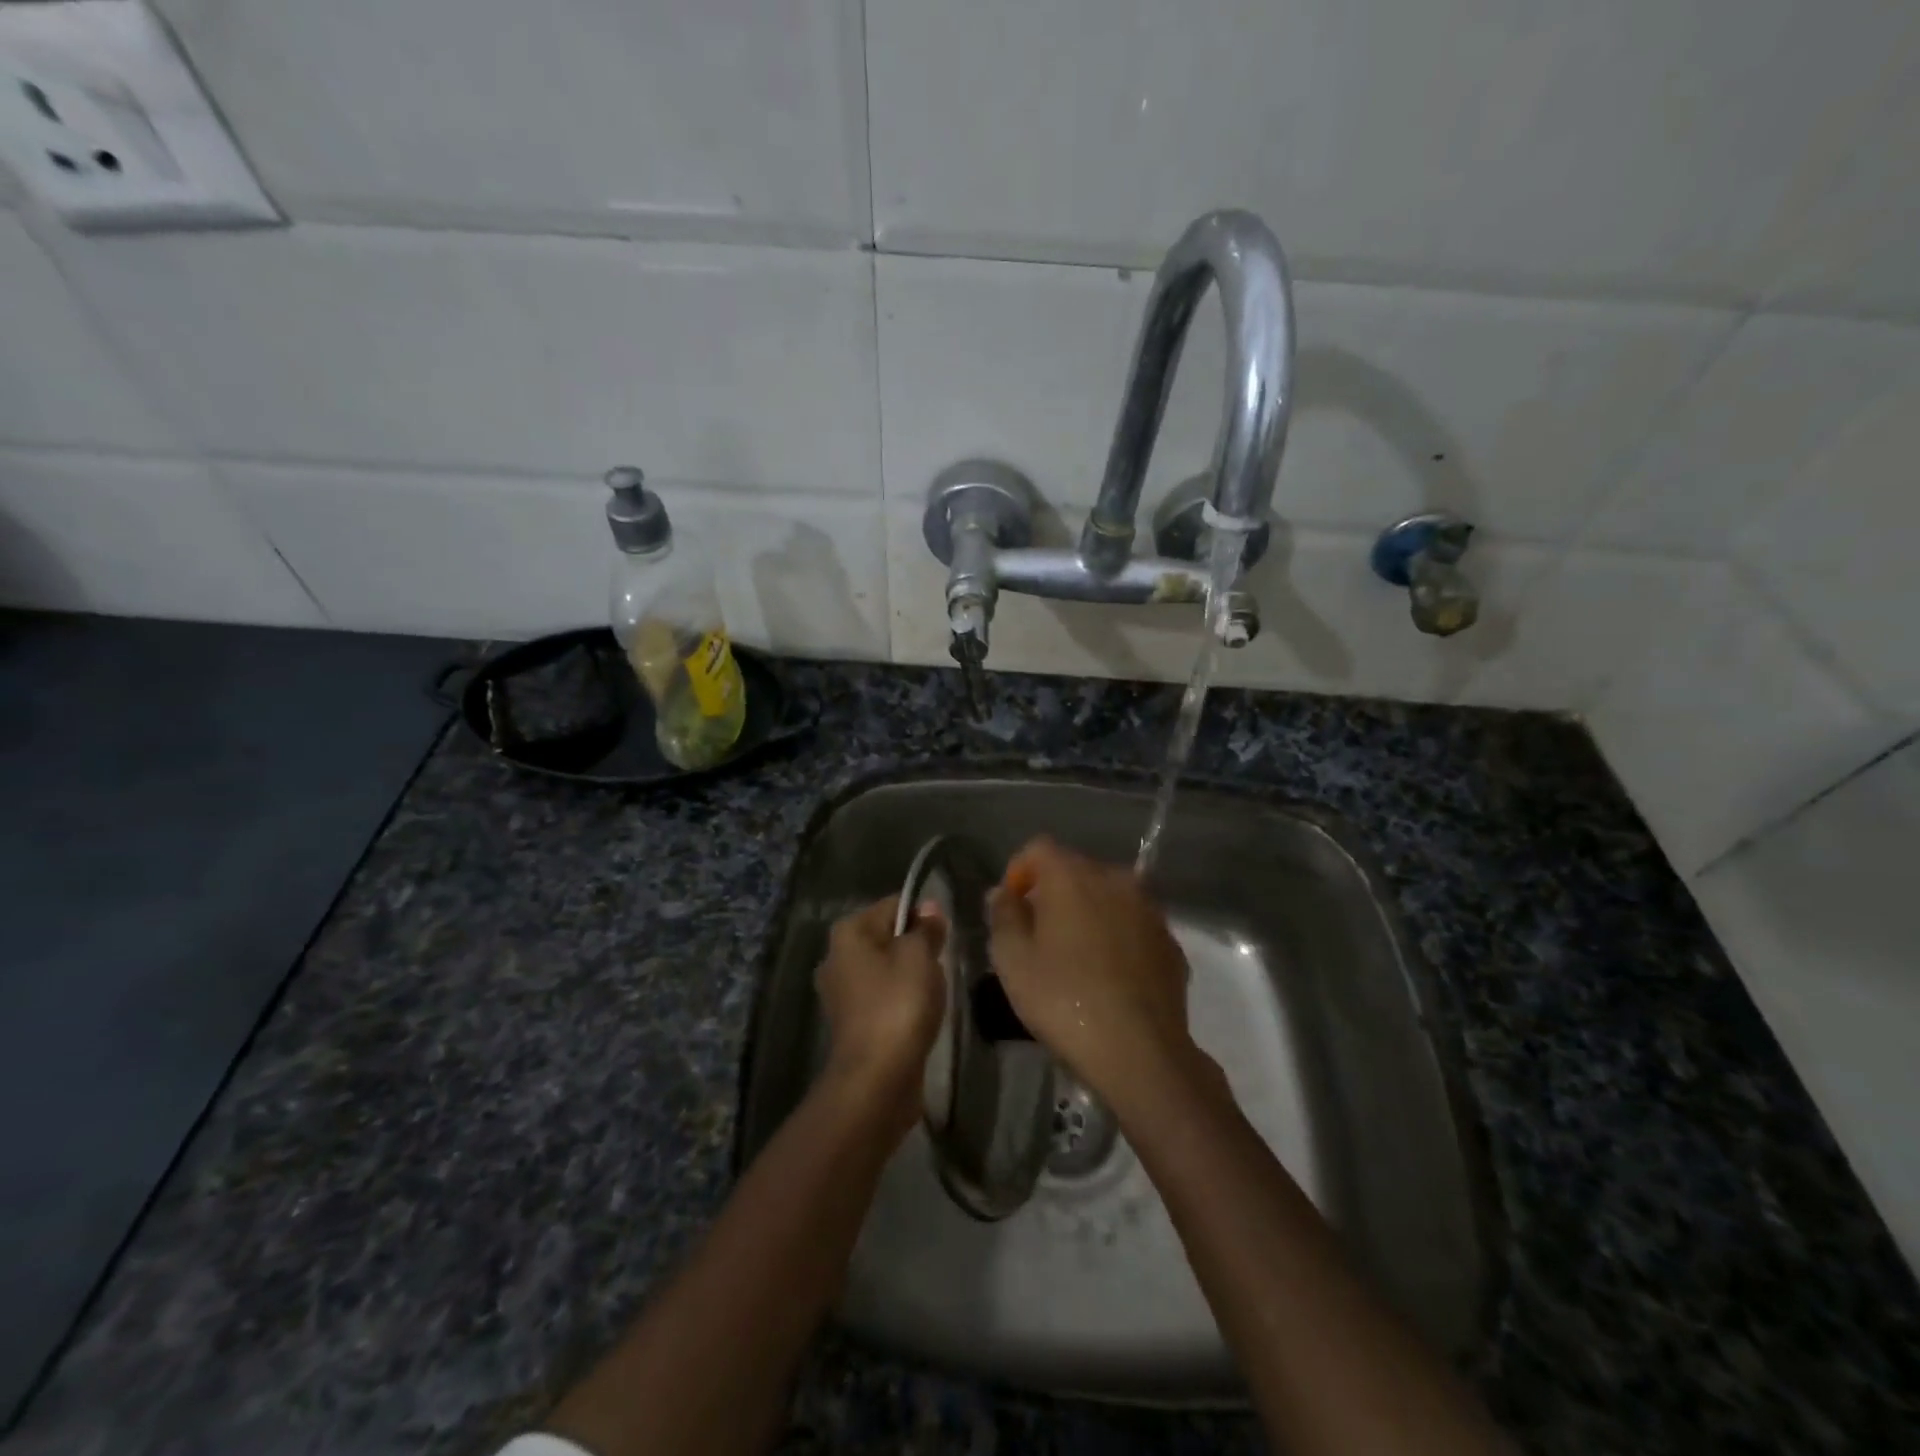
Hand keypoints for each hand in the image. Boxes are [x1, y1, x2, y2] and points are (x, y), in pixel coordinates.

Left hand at [814, 896, 946, 1135]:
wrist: (876, 1078)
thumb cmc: (898, 1004)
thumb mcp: (920, 956)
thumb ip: (926, 928)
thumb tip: (929, 906)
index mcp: (848, 932)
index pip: (893, 905)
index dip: (923, 915)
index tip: (944, 936)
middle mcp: (836, 956)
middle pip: (887, 937)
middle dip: (916, 947)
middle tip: (939, 964)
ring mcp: (840, 992)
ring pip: (886, 968)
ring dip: (910, 976)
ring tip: (931, 993)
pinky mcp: (851, 1022)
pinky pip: (882, 996)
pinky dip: (900, 1001)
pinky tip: (918, 1014)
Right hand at [987, 837, 1196, 1110]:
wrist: (1140, 1051)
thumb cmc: (1063, 1000)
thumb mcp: (1013, 960)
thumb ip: (1003, 916)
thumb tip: (1002, 893)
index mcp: (1073, 876)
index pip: (1038, 848)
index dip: (1018, 871)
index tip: (1010, 908)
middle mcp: (1116, 879)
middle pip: (1076, 869)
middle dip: (1053, 892)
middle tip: (1037, 935)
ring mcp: (1149, 909)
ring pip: (1109, 896)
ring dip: (1088, 913)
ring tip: (1074, 956)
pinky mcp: (1171, 941)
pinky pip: (1133, 925)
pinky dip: (1117, 937)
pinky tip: (1108, 975)